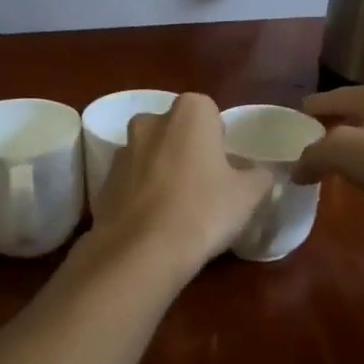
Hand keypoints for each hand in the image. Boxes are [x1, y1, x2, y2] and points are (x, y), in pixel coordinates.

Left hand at [90, 93, 272, 276]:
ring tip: (178, 210)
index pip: (210, 114)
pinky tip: (155, 224)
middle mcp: (151, 121)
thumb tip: (259, 173)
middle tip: (204, 187)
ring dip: (163, 172)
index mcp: (190, 112)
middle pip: (176, 132)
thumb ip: (259, 176)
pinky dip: (142, 195)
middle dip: (188, 152)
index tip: (225, 169)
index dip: (219, 141)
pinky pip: (131, 182)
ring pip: (151, 156)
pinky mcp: (103, 182)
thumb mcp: (249, 194)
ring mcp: (122, 150)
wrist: (142, 250)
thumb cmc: (204, 210)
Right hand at [290, 81, 363, 210]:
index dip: (306, 113)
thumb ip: (313, 156)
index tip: (289, 129)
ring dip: (353, 144)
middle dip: (330, 128)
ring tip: (337, 163)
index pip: (327, 98)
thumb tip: (297, 170)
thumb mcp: (342, 152)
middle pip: (351, 112)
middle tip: (310, 148)